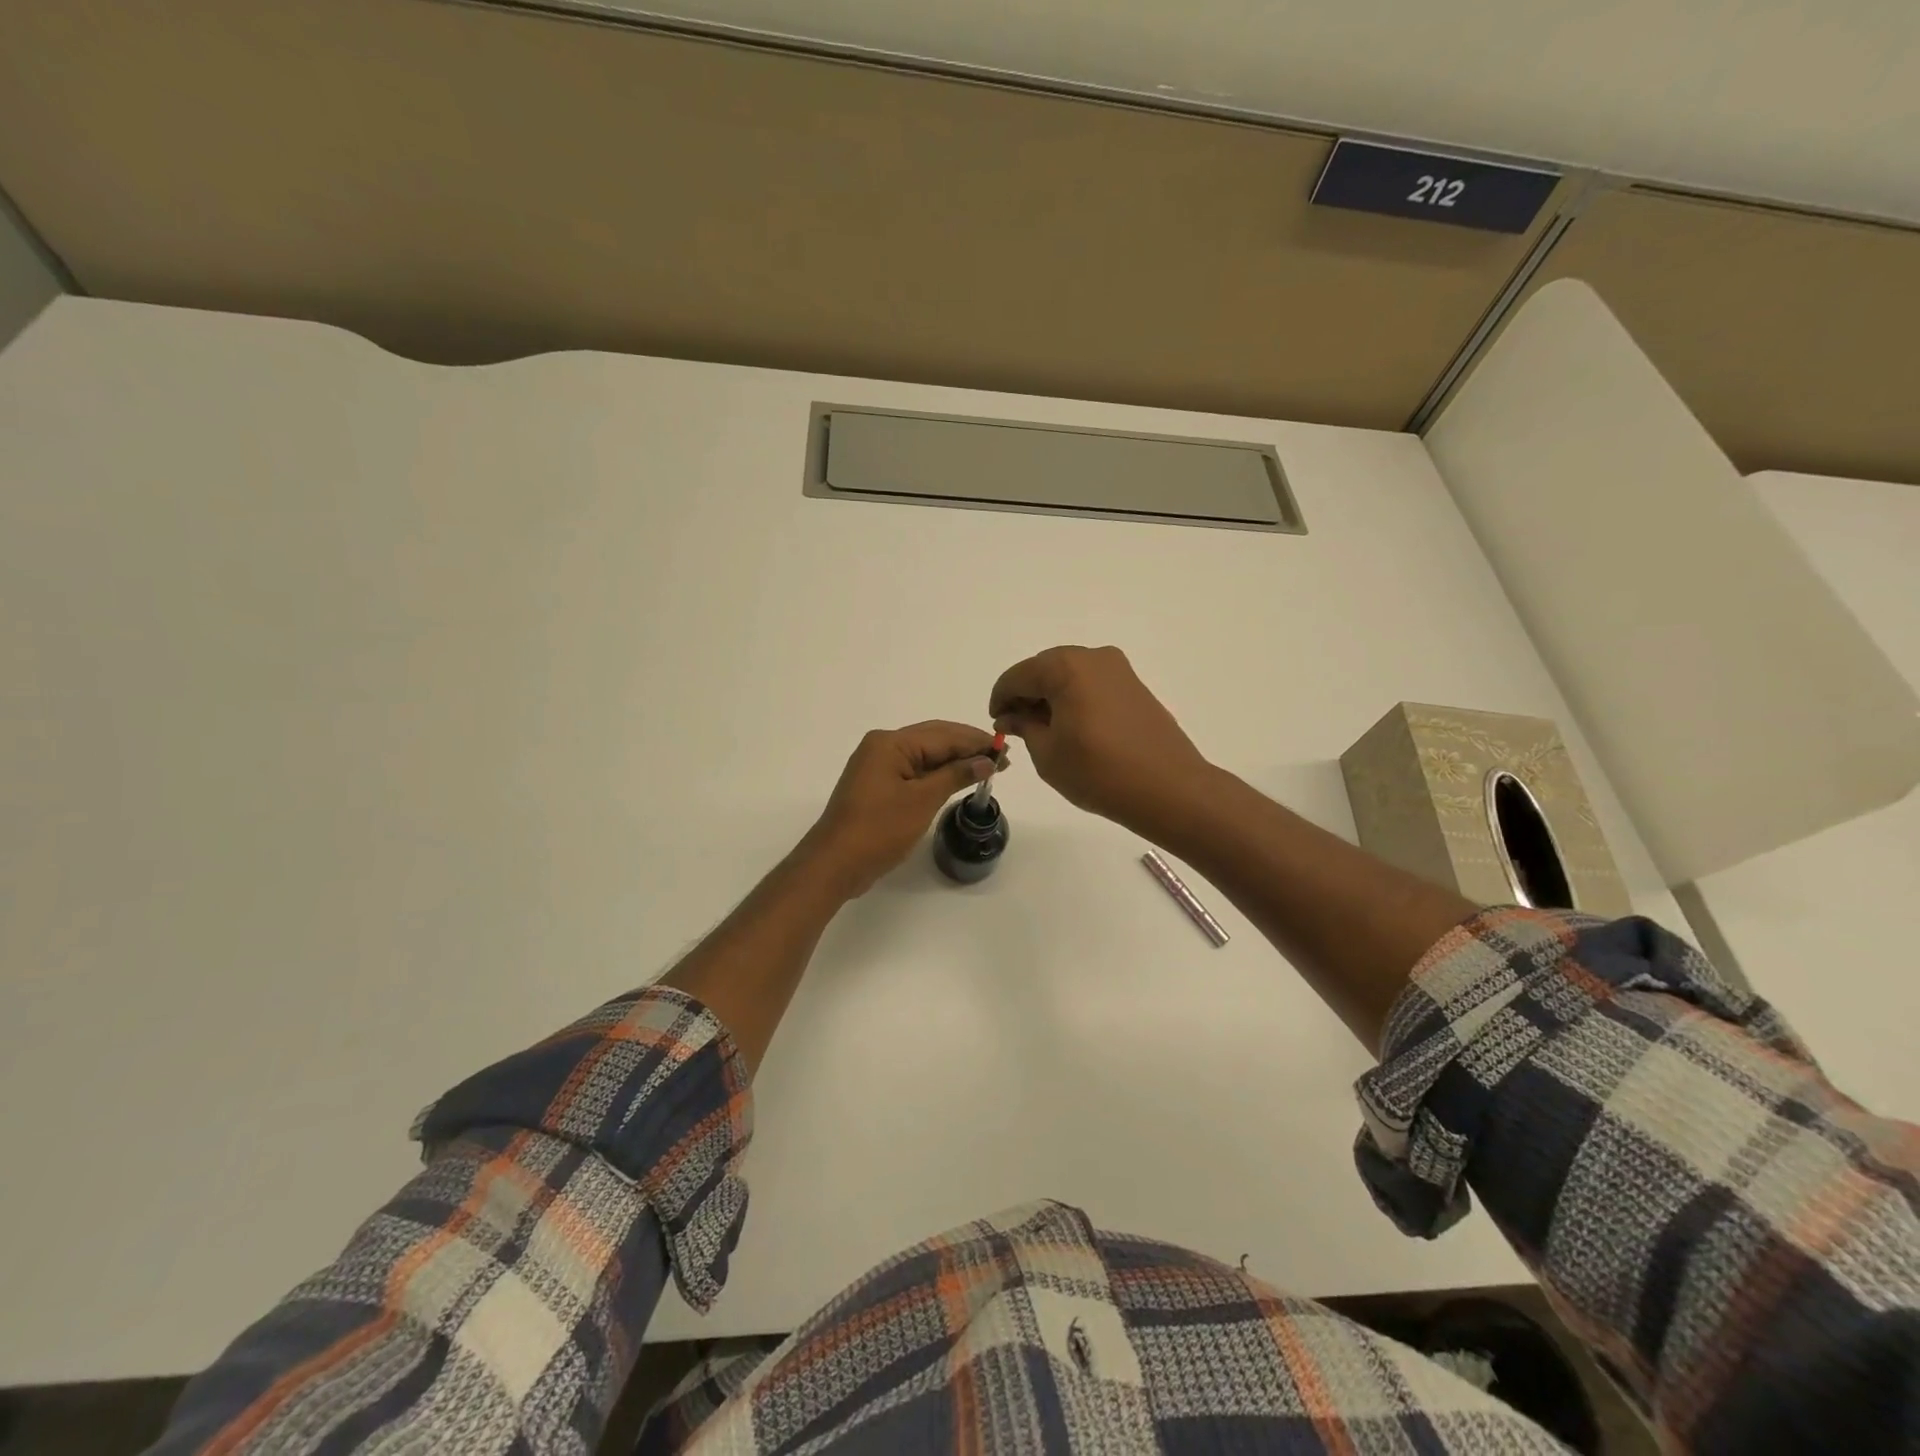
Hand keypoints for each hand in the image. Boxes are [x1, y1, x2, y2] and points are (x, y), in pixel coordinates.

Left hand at [804, 721, 997, 895]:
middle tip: (1002, 758)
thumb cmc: (879, 829)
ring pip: (924, 756)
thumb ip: (955, 775)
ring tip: (987, 768)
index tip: (1006, 750)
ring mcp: (877, 767)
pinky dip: (937, 774)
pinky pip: (914, 771)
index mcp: (890, 743)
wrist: (835, 863)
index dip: (976, 742)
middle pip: (933, 739)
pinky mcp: (878, 786)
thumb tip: (986, 761)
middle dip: (968, 748)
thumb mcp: (922, 800)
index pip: (943, 734)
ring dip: (954, 761)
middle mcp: (882, 747)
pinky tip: (957, 780)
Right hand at [989, 645, 1210, 834]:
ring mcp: (1119, 670)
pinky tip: (1073, 729)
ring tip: (1045, 732)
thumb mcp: (1047, 753)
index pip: (1018, 676)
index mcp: (1065, 667)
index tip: (996, 724)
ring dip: (1052, 698)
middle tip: (1017, 728)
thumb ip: (1024, 726)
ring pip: (1070, 676)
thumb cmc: (1098, 772)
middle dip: (1027, 695)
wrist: (1168, 788)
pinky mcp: (1135, 687)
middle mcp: (1093, 658)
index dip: (1001, 699)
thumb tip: (1013, 715)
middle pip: (1045, 669)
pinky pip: (1093, 685)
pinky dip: (1075, 700)